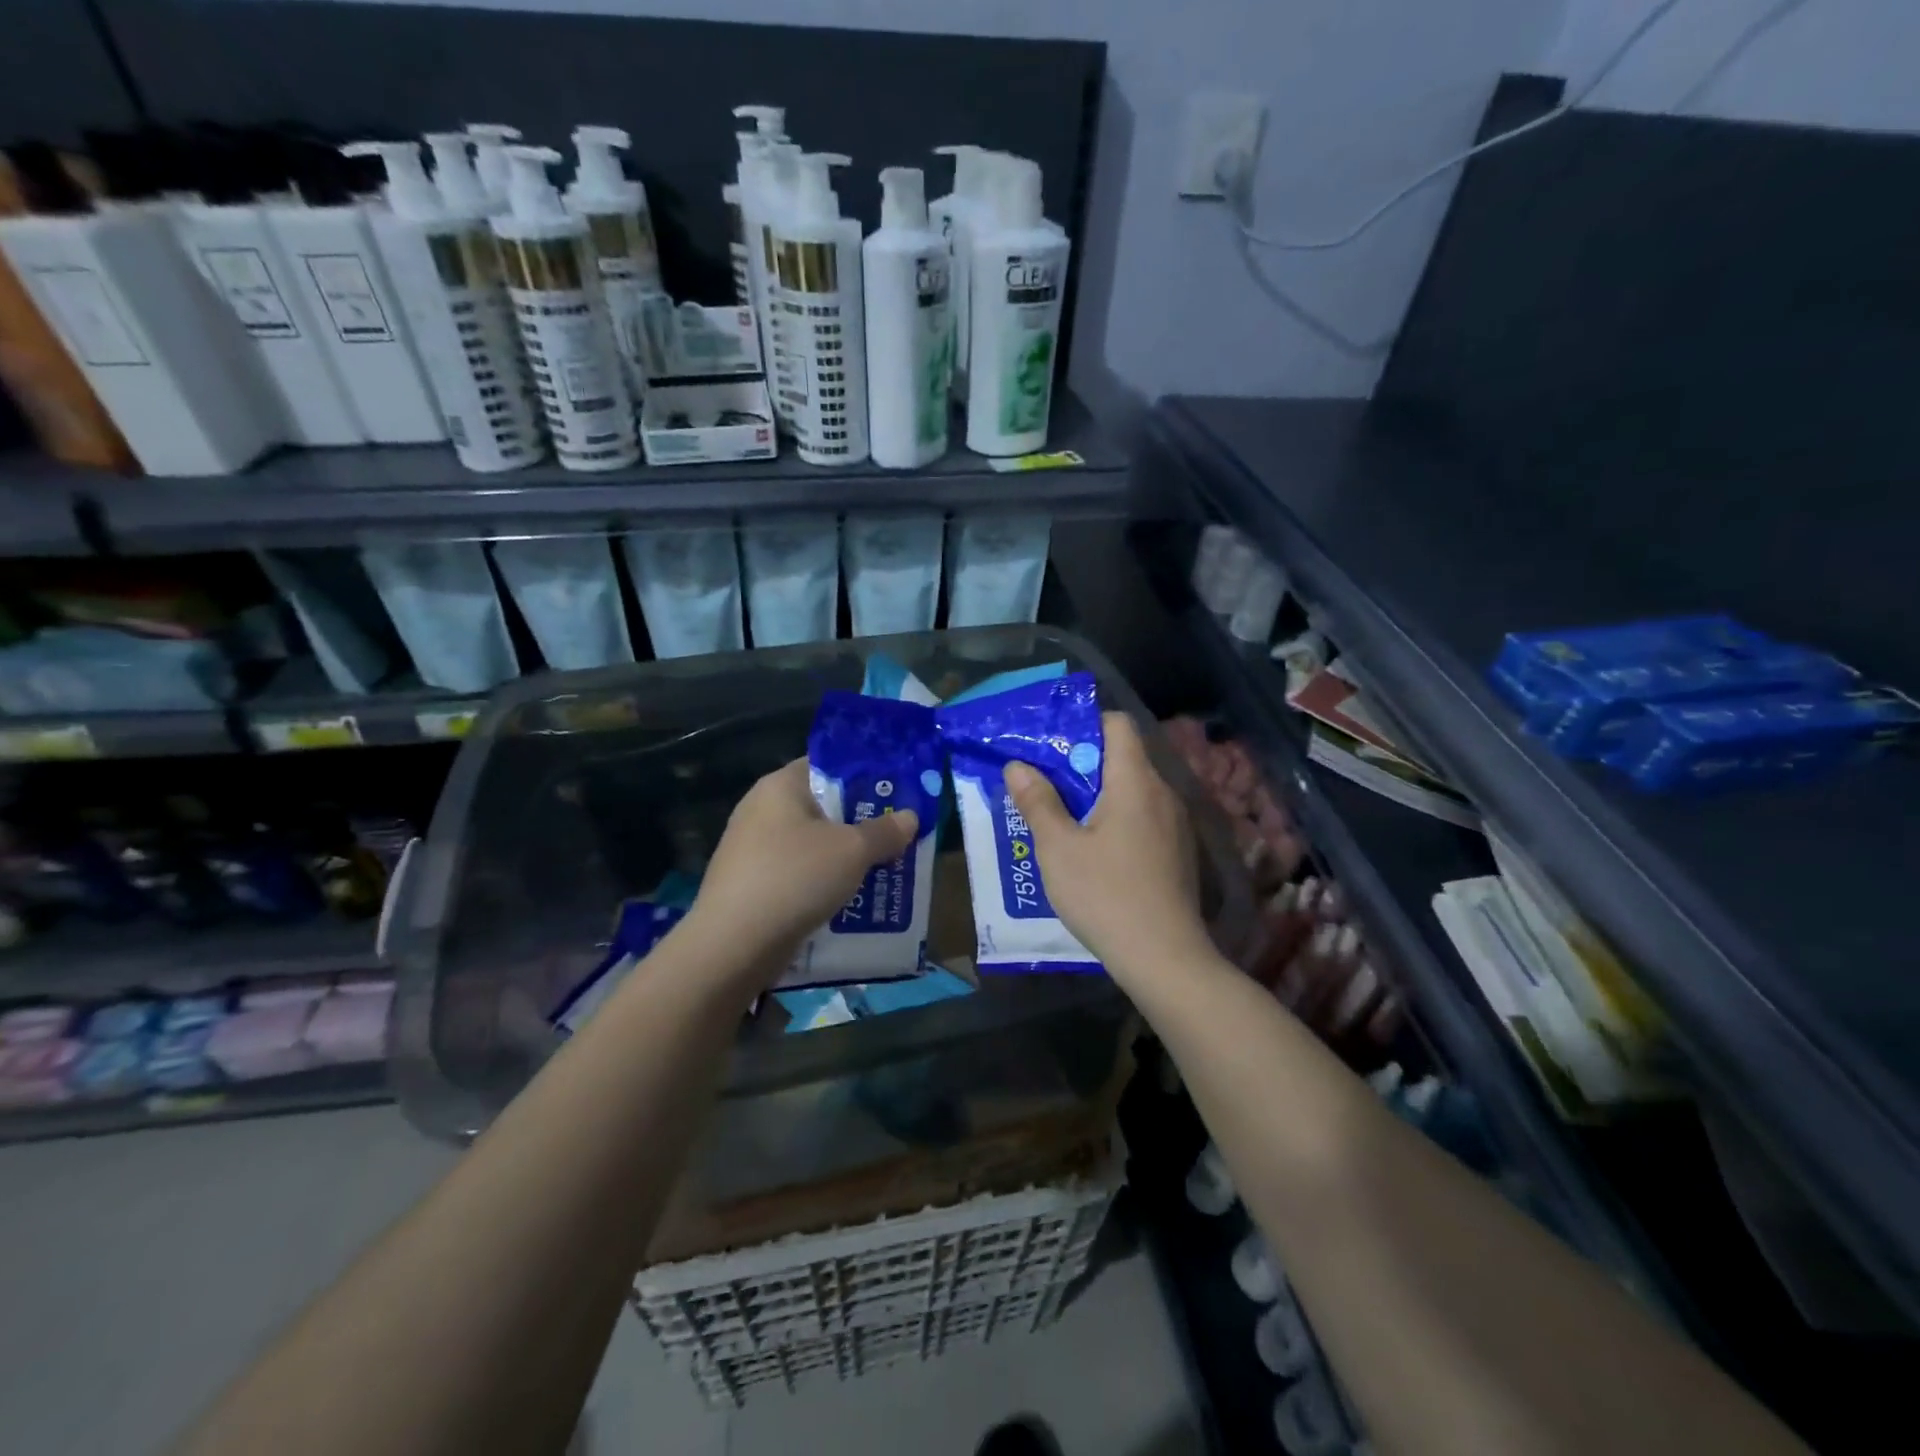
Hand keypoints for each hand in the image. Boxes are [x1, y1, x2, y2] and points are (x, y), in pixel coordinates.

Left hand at [683, 758, 917, 978]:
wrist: (732, 945)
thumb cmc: (795, 878)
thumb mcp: (852, 851)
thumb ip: (884, 831)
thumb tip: (909, 817)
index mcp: (780, 786)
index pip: (827, 766)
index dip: (864, 777)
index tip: (896, 794)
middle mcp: (761, 810)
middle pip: (821, 807)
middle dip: (860, 823)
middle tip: (898, 834)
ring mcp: (751, 849)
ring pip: (811, 845)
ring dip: (843, 857)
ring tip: (882, 869)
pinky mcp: (749, 885)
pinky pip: (796, 874)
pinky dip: (821, 882)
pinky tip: (849, 900)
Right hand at [1005, 712, 1210, 988]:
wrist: (1164, 958)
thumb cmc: (1105, 895)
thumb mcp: (1058, 848)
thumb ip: (1037, 802)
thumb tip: (1018, 766)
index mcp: (1135, 782)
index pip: (1118, 724)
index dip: (1084, 725)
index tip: (1051, 745)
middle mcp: (1162, 793)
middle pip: (1123, 758)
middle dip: (1081, 765)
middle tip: (1043, 783)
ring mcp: (1175, 825)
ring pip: (1132, 791)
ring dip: (1097, 795)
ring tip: (1061, 818)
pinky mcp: (1178, 853)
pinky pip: (1143, 818)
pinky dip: (1116, 820)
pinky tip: (1093, 851)